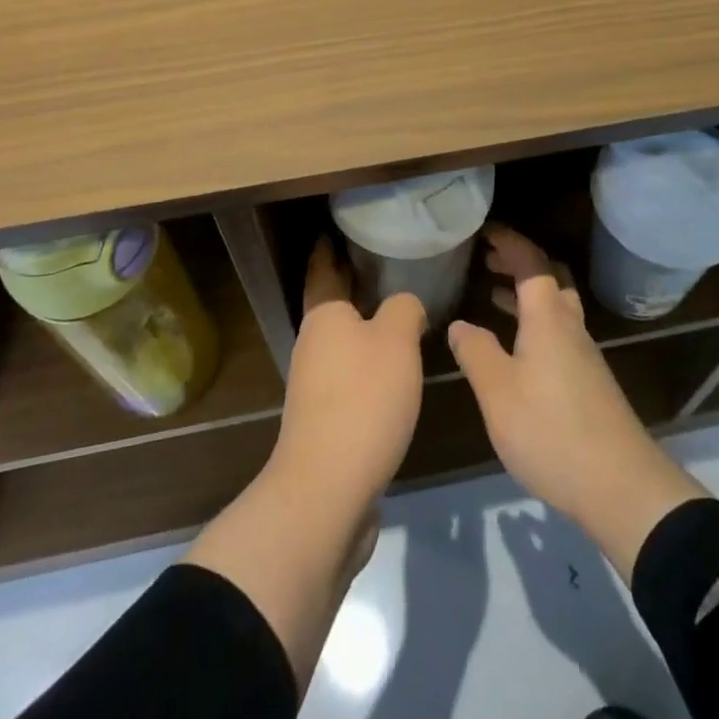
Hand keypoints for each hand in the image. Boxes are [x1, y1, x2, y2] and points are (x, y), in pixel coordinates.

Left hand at [184, 239, 424, 685]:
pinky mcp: (326, 420)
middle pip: (333, 303)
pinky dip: (369, 362)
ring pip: (343, 341)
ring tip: (398, 311)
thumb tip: (404, 305)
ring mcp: (315, 385)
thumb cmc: (363, 400)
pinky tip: (395, 368)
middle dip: (353, 283)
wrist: (328, 491)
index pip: (323, 267)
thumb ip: (404, 309)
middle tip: (385, 261)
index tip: (339, 227)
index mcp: (324, 315)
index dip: (329, 246)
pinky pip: (350, 375)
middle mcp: (313, 344)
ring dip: (364, 325)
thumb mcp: (397, 341)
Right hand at [448, 224, 707, 578]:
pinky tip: (516, 348)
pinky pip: (558, 331)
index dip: (509, 241)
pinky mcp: (589, 380)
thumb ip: (475, 352)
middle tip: (488, 260)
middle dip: (519, 262)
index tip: (485, 230)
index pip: (530, 261)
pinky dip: (534, 322)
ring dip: (527, 293)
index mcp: (548, 316)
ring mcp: (583, 353)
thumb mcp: (498, 391)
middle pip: (549, 277)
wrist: (621, 486)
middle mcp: (569, 325)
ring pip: (555, 306)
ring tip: (494, 295)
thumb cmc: (551, 429)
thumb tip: (459, 325)